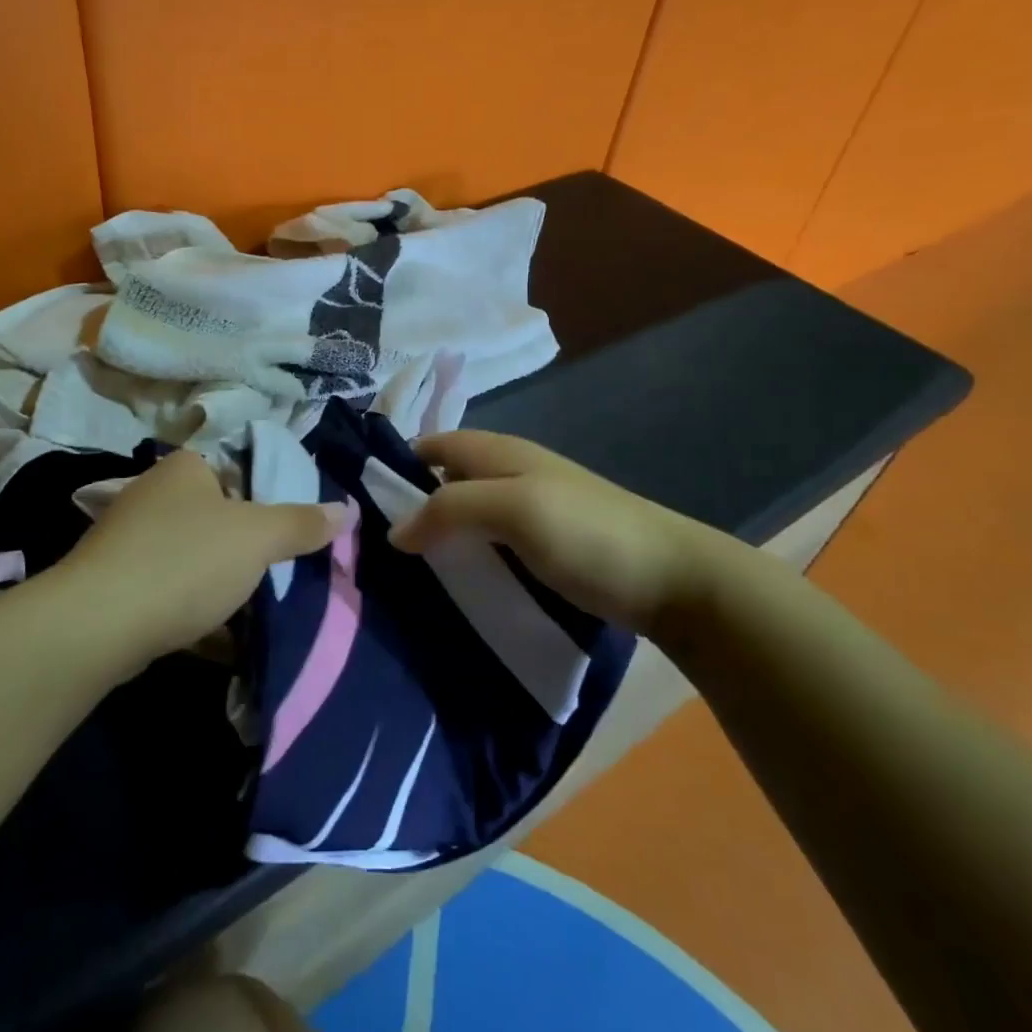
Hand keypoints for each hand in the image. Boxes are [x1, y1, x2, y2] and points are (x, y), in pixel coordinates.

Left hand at [55, 450, 347, 664]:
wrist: (97, 626)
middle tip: (283, 571)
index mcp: (184, 469)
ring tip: (260, 608)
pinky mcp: (117, 586)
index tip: (294, 530)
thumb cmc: (185, 562)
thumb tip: (347, 509)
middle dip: (248, 547)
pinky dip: (197, 612)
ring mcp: (130, 542)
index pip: (237, 467)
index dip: (269, 496)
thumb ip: (302, 523)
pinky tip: (224, 640)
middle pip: (217, 516)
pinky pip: (171, 593)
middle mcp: (153, 496)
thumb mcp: (258, 538)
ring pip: (194, 558)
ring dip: (223, 583)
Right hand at [390, 431, 760, 639]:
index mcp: (500, 452)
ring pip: (467, 515)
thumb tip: (394, 531)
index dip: (397, 464)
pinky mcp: (543, 548)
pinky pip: (488, 545)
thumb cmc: (589, 533)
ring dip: (437, 536)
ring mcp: (529, 512)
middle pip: (445, 480)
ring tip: (401, 574)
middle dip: (411, 506)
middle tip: (372, 548)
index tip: (360, 503)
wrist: (672, 580)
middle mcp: (510, 474)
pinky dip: (465, 557)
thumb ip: (451, 508)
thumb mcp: (514, 509)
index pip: (432, 444)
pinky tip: (450, 586)